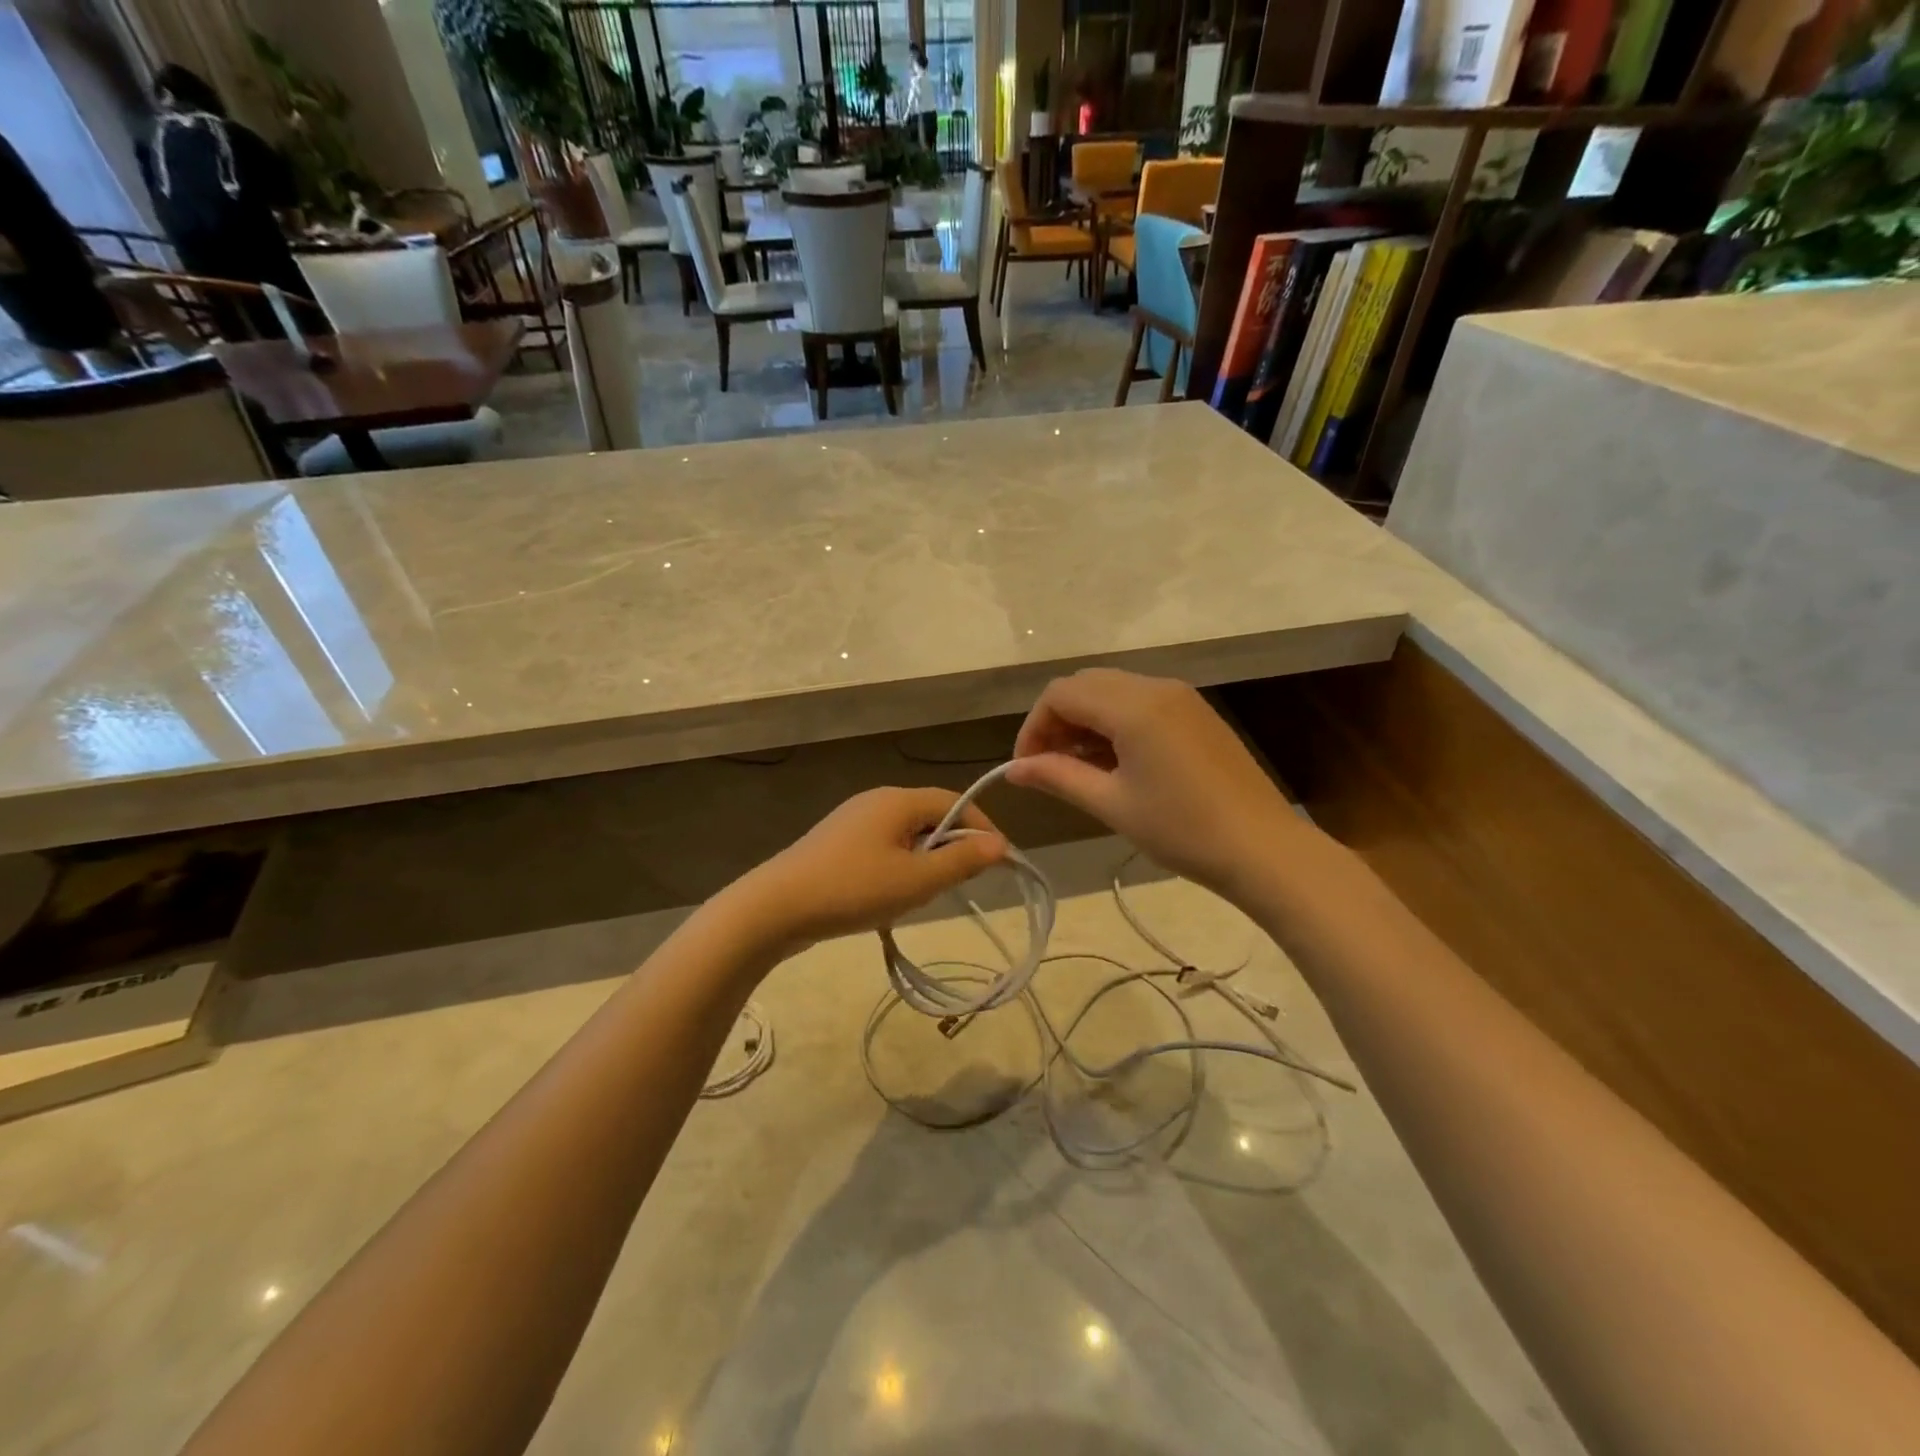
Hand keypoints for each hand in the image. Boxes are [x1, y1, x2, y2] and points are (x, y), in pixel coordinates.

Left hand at [729, 787, 1007, 951]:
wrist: (775, 908)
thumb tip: (999, 845)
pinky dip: (898, 867)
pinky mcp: (836, 844)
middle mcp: (876, 801)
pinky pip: (882, 847)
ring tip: (924, 895)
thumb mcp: (916, 881)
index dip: (981, 829)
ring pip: (905, 835)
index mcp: (897, 800)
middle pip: (929, 816)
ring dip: (924, 860)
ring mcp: (852, 821)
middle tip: (961, 883)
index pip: (954, 802)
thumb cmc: (853, 889)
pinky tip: (889, 897)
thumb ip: (961, 862)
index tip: (1000, 860)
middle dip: (951, 847)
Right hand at [1005, 668, 1296, 898]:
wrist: (1263, 848)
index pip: (1060, 694)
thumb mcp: (1112, 804)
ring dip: (1085, 720)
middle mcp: (1156, 686)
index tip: (1027, 767)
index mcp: (1133, 706)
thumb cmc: (1182, 829)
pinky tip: (1116, 762)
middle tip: (1049, 766)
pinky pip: (1140, 701)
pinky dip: (1114, 722)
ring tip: (1079, 768)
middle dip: (1057, 720)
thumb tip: (1013, 770)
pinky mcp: (1196, 712)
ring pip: (1112, 690)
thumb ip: (1058, 777)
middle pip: (1085, 685)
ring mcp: (1181, 697)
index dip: (1033, 727)